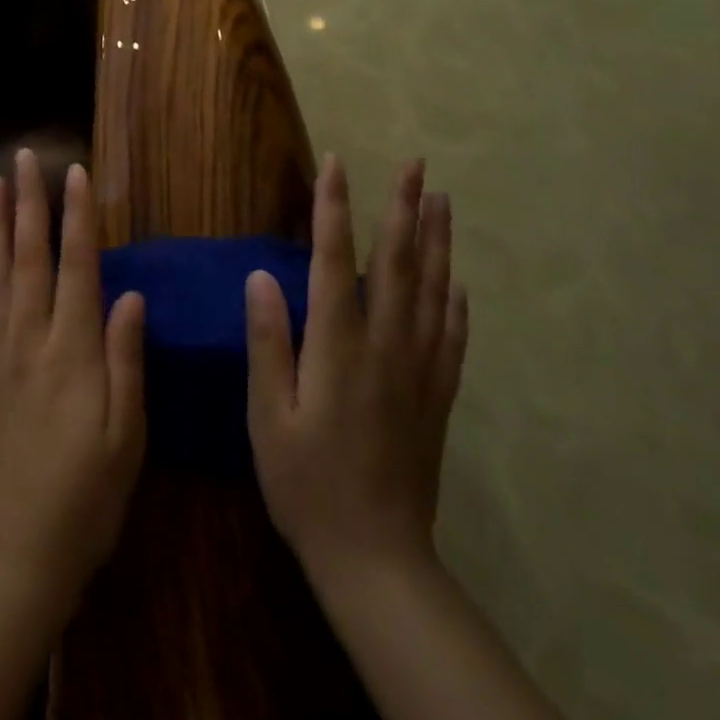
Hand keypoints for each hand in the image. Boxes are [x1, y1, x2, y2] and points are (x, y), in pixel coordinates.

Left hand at [0, 149, 146, 615]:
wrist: (19, 558)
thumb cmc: (89, 498)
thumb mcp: (128, 434)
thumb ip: (127, 359)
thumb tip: (129, 293)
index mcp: (74, 352)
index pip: (77, 268)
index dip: (77, 218)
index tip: (74, 173)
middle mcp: (30, 343)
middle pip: (28, 260)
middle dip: (28, 205)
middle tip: (23, 158)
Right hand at [245, 156, 467, 586]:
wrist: (375, 556)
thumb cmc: (306, 483)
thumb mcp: (268, 416)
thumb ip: (268, 342)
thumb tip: (262, 275)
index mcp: (339, 346)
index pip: (335, 259)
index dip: (334, 207)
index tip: (336, 163)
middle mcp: (386, 345)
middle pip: (398, 262)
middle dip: (403, 207)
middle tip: (414, 164)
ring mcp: (419, 369)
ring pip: (432, 290)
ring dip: (436, 240)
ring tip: (441, 199)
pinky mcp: (437, 395)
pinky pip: (452, 335)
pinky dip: (455, 300)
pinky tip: (457, 280)